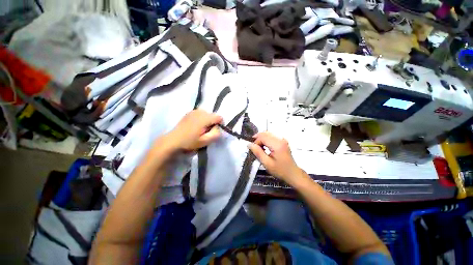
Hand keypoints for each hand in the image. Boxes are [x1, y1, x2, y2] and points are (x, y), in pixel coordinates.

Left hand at [165, 110, 222, 151]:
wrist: (173, 140)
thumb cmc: (190, 142)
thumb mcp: (205, 141)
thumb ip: (216, 134)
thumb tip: (219, 128)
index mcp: (205, 118)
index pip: (219, 117)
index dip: (219, 124)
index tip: (214, 131)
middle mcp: (200, 111)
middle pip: (213, 115)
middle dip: (213, 122)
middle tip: (206, 131)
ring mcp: (194, 111)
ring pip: (207, 114)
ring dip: (207, 120)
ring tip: (201, 129)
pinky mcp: (189, 112)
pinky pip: (200, 113)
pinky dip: (201, 118)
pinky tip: (195, 125)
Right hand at [248, 132, 301, 183]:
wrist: (293, 173)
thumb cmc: (280, 170)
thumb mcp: (267, 163)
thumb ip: (257, 152)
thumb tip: (249, 144)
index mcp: (277, 144)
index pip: (262, 137)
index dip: (256, 142)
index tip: (253, 150)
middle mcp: (280, 139)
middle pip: (265, 133)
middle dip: (257, 139)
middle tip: (254, 148)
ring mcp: (282, 139)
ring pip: (268, 134)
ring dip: (261, 139)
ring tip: (258, 148)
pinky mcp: (282, 141)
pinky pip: (271, 136)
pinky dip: (266, 140)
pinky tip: (264, 147)